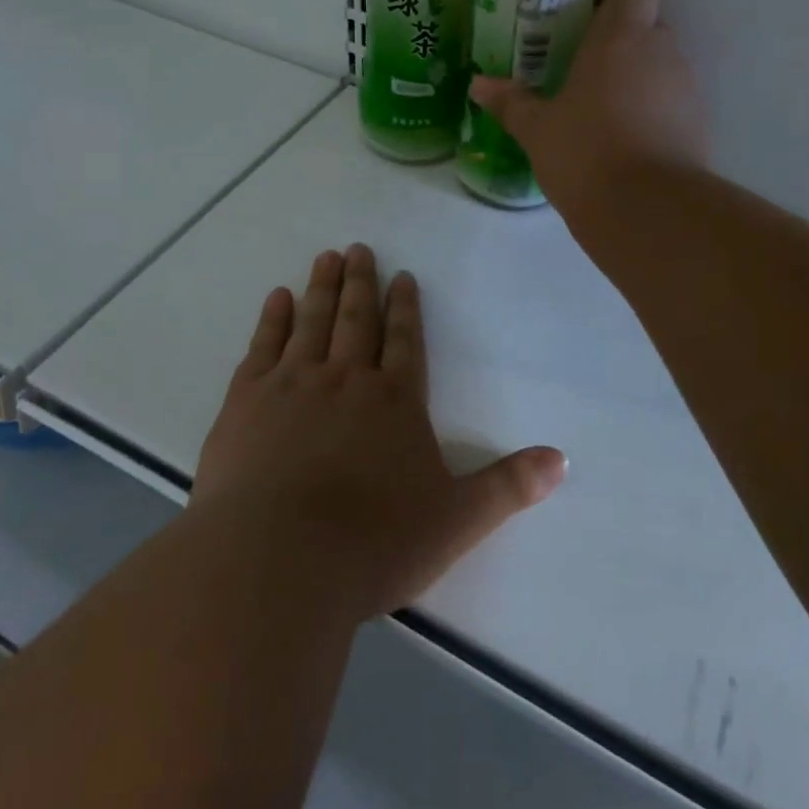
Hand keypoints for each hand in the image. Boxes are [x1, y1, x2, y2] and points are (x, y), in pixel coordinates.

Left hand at [191, 245, 565, 620]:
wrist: (277, 560)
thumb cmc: (373, 543)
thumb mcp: (456, 521)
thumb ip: (508, 487)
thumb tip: (562, 461)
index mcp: (396, 402)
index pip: (406, 342)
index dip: (407, 307)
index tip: (402, 276)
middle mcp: (346, 380)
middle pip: (358, 320)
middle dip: (362, 283)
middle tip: (359, 248)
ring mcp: (293, 384)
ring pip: (313, 322)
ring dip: (322, 287)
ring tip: (327, 257)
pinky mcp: (246, 400)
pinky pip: (264, 345)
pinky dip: (273, 318)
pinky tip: (278, 298)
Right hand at [469, 0, 708, 215]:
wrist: (648, 211)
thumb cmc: (585, 154)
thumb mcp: (537, 130)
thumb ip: (510, 102)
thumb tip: (478, 84)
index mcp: (621, 36)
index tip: (590, 14)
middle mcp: (662, 50)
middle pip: (649, 23)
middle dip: (621, 39)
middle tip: (584, 67)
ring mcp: (687, 86)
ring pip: (663, 64)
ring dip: (638, 77)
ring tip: (603, 110)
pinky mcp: (700, 123)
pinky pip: (673, 101)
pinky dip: (654, 111)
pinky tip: (626, 141)